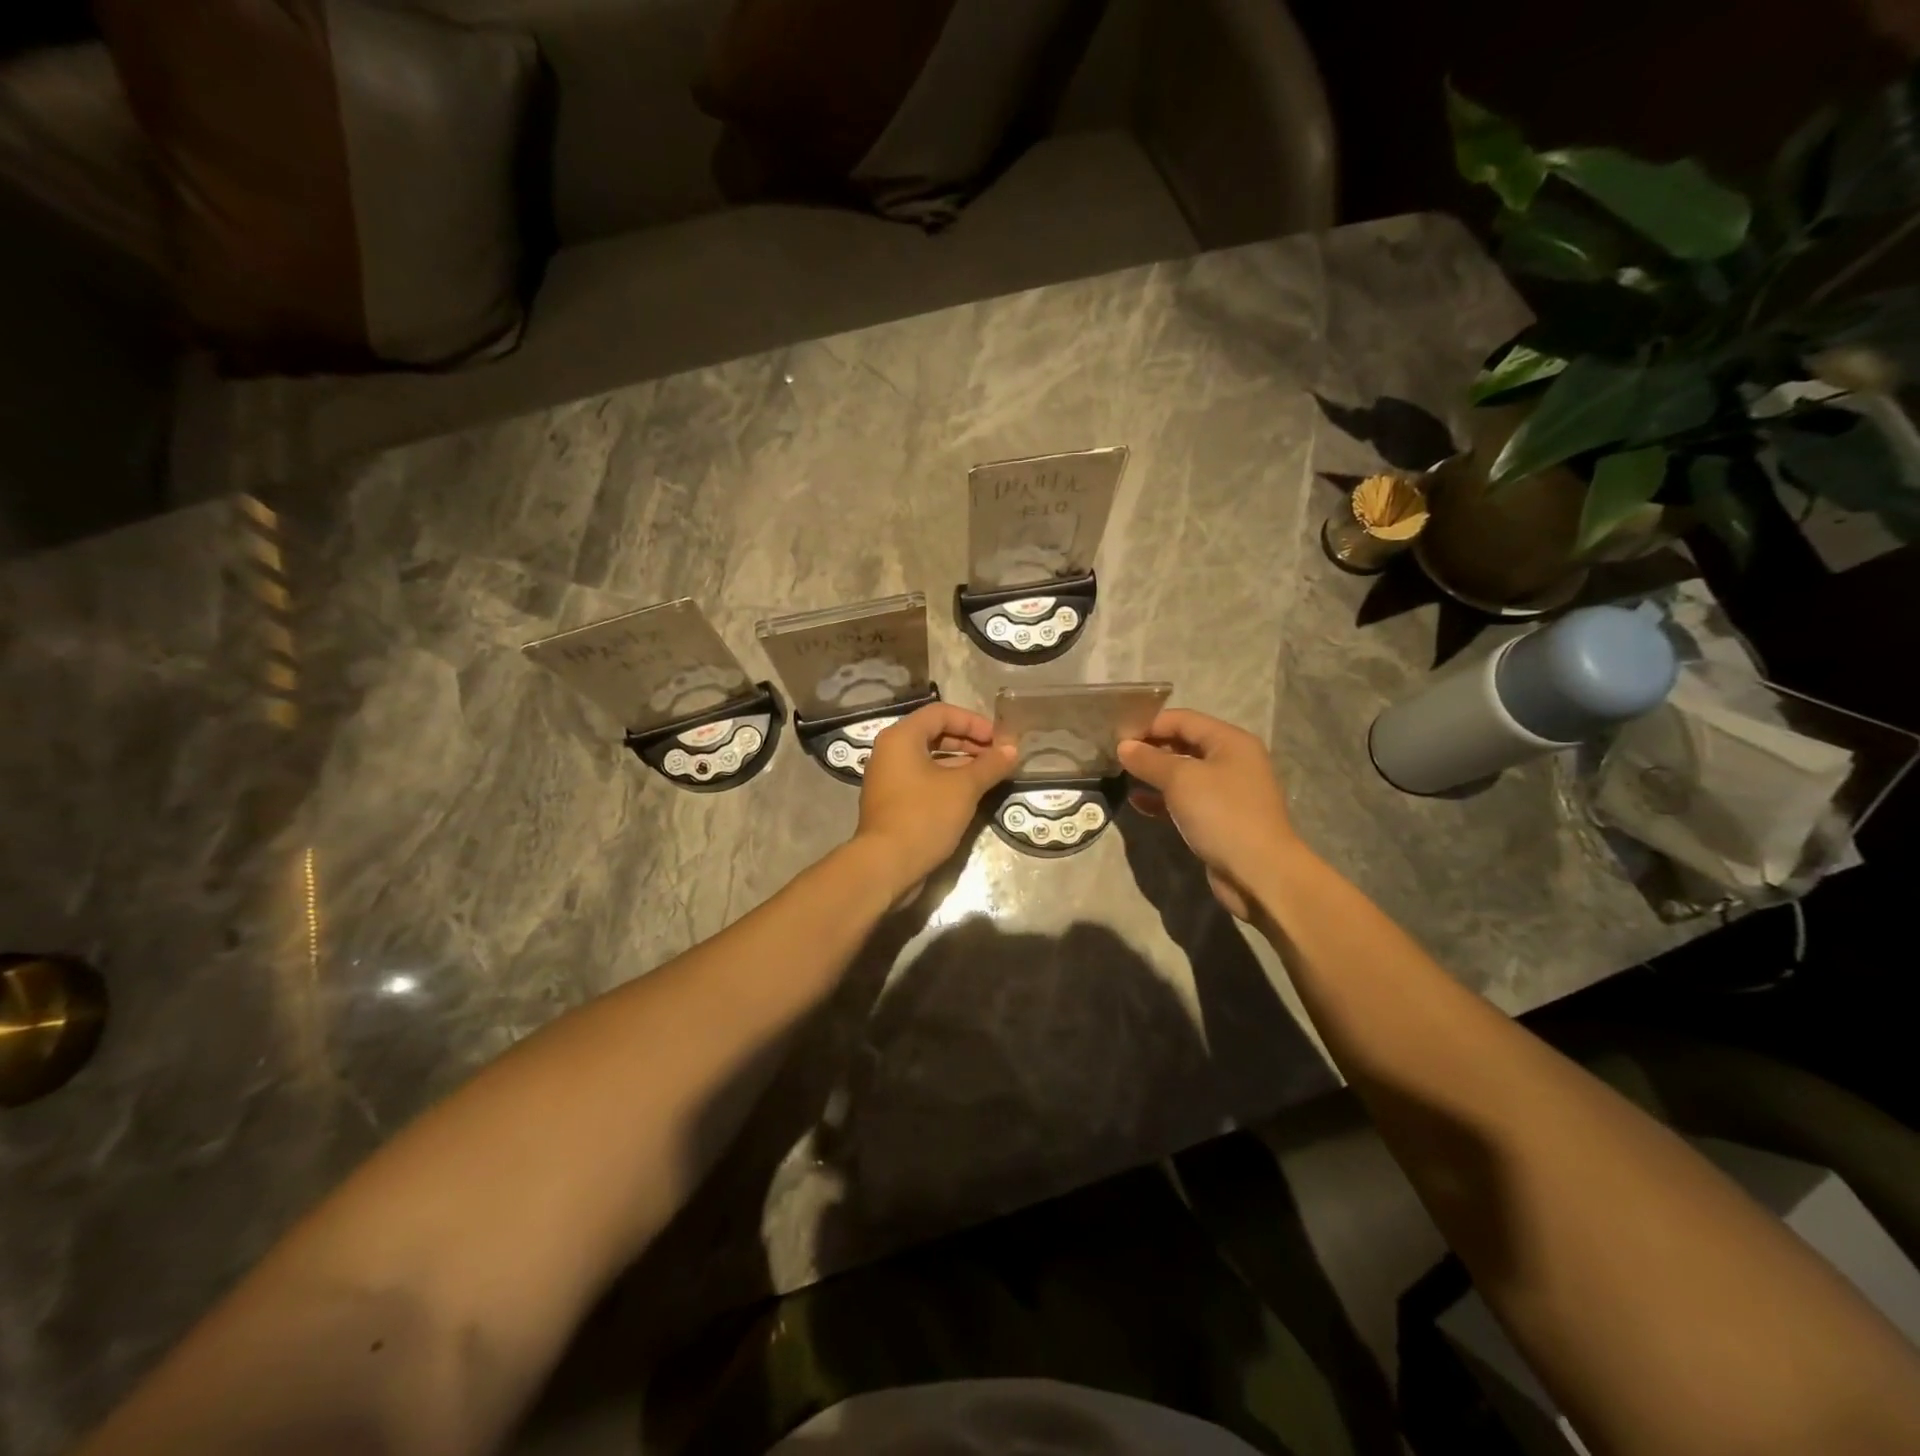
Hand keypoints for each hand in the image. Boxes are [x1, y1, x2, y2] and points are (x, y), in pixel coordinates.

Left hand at [854, 703, 1017, 893]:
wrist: (887, 864)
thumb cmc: (924, 816)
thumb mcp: (964, 788)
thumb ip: (989, 765)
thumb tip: (1012, 750)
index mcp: (901, 737)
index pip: (941, 713)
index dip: (973, 721)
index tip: (998, 739)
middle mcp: (890, 751)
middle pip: (934, 734)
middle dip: (968, 742)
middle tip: (996, 756)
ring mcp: (888, 778)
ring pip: (929, 759)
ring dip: (960, 762)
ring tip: (989, 774)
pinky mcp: (892, 802)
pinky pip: (922, 779)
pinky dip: (946, 780)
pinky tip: (969, 794)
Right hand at [1118, 709, 1300, 920]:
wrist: (1259, 873)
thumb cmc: (1222, 815)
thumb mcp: (1181, 780)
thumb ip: (1149, 760)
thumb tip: (1124, 746)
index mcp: (1230, 741)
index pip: (1182, 719)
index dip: (1149, 724)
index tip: (1117, 737)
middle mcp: (1231, 760)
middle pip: (1184, 744)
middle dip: (1150, 748)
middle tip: (1116, 756)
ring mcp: (1227, 791)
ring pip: (1183, 774)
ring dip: (1154, 774)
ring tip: (1123, 777)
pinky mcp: (1219, 819)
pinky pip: (1185, 800)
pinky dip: (1162, 799)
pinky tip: (1138, 803)